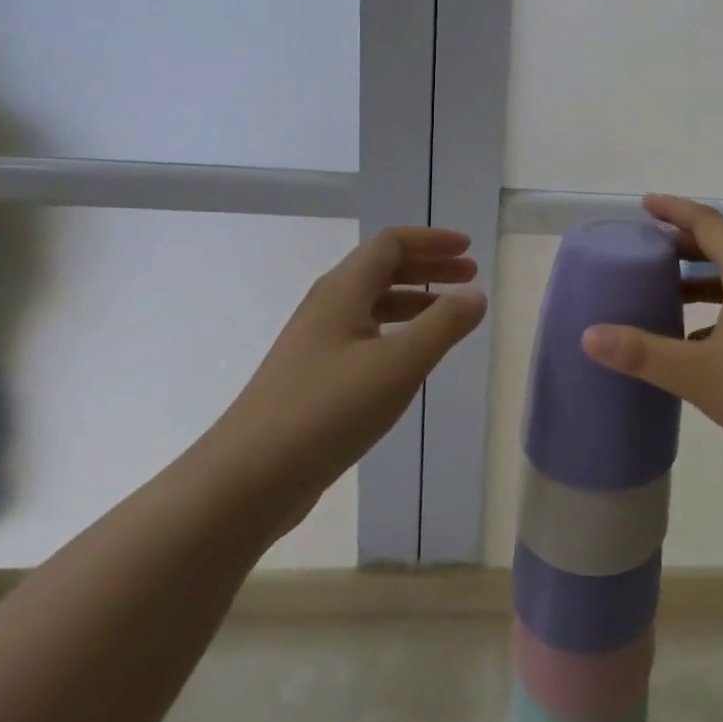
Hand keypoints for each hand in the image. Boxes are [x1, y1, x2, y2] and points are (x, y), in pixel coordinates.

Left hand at [203, 227, 487, 537]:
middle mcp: (327, 306)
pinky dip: (396, 332)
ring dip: (415, 301)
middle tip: (469, 277)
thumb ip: (444, 325)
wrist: (246, 481)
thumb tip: (476, 295)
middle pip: (383, 269)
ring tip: (449, 317)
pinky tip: (411, 359)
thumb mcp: (399, 363)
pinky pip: (363, 336)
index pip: (391, 243)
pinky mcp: (312, 378)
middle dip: (429, 268)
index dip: (432, 241)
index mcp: (343, 290)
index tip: (469, 250)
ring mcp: (316, 343)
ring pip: (373, 305)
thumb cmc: (328, 409)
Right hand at [580, 196, 722, 482]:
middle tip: (649, 250)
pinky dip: (721, 313)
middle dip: (685, 245)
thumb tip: (589, 335)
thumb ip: (644, 353)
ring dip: (703, 283)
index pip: (708, 223)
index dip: (675, 210)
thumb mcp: (700, 372)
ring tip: (668, 297)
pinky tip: (703, 348)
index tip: (645, 205)